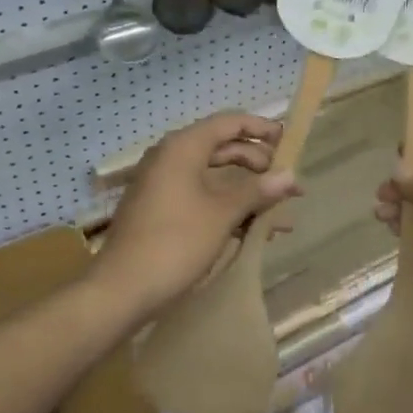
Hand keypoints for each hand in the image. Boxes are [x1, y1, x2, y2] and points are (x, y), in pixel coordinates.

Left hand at [97, 112, 299, 314]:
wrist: (121, 290)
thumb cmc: (176, 242)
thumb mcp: (223, 214)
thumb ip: (258, 191)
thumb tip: (290, 176)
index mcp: (183, 148)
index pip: (229, 123)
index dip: (261, 129)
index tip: (289, 142)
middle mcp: (171, 158)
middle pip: (223, 149)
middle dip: (259, 165)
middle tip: (288, 184)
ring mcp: (163, 186)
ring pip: (214, 178)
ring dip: (247, 193)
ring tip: (280, 214)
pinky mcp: (161, 211)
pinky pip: (202, 198)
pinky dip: (228, 209)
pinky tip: (253, 231)